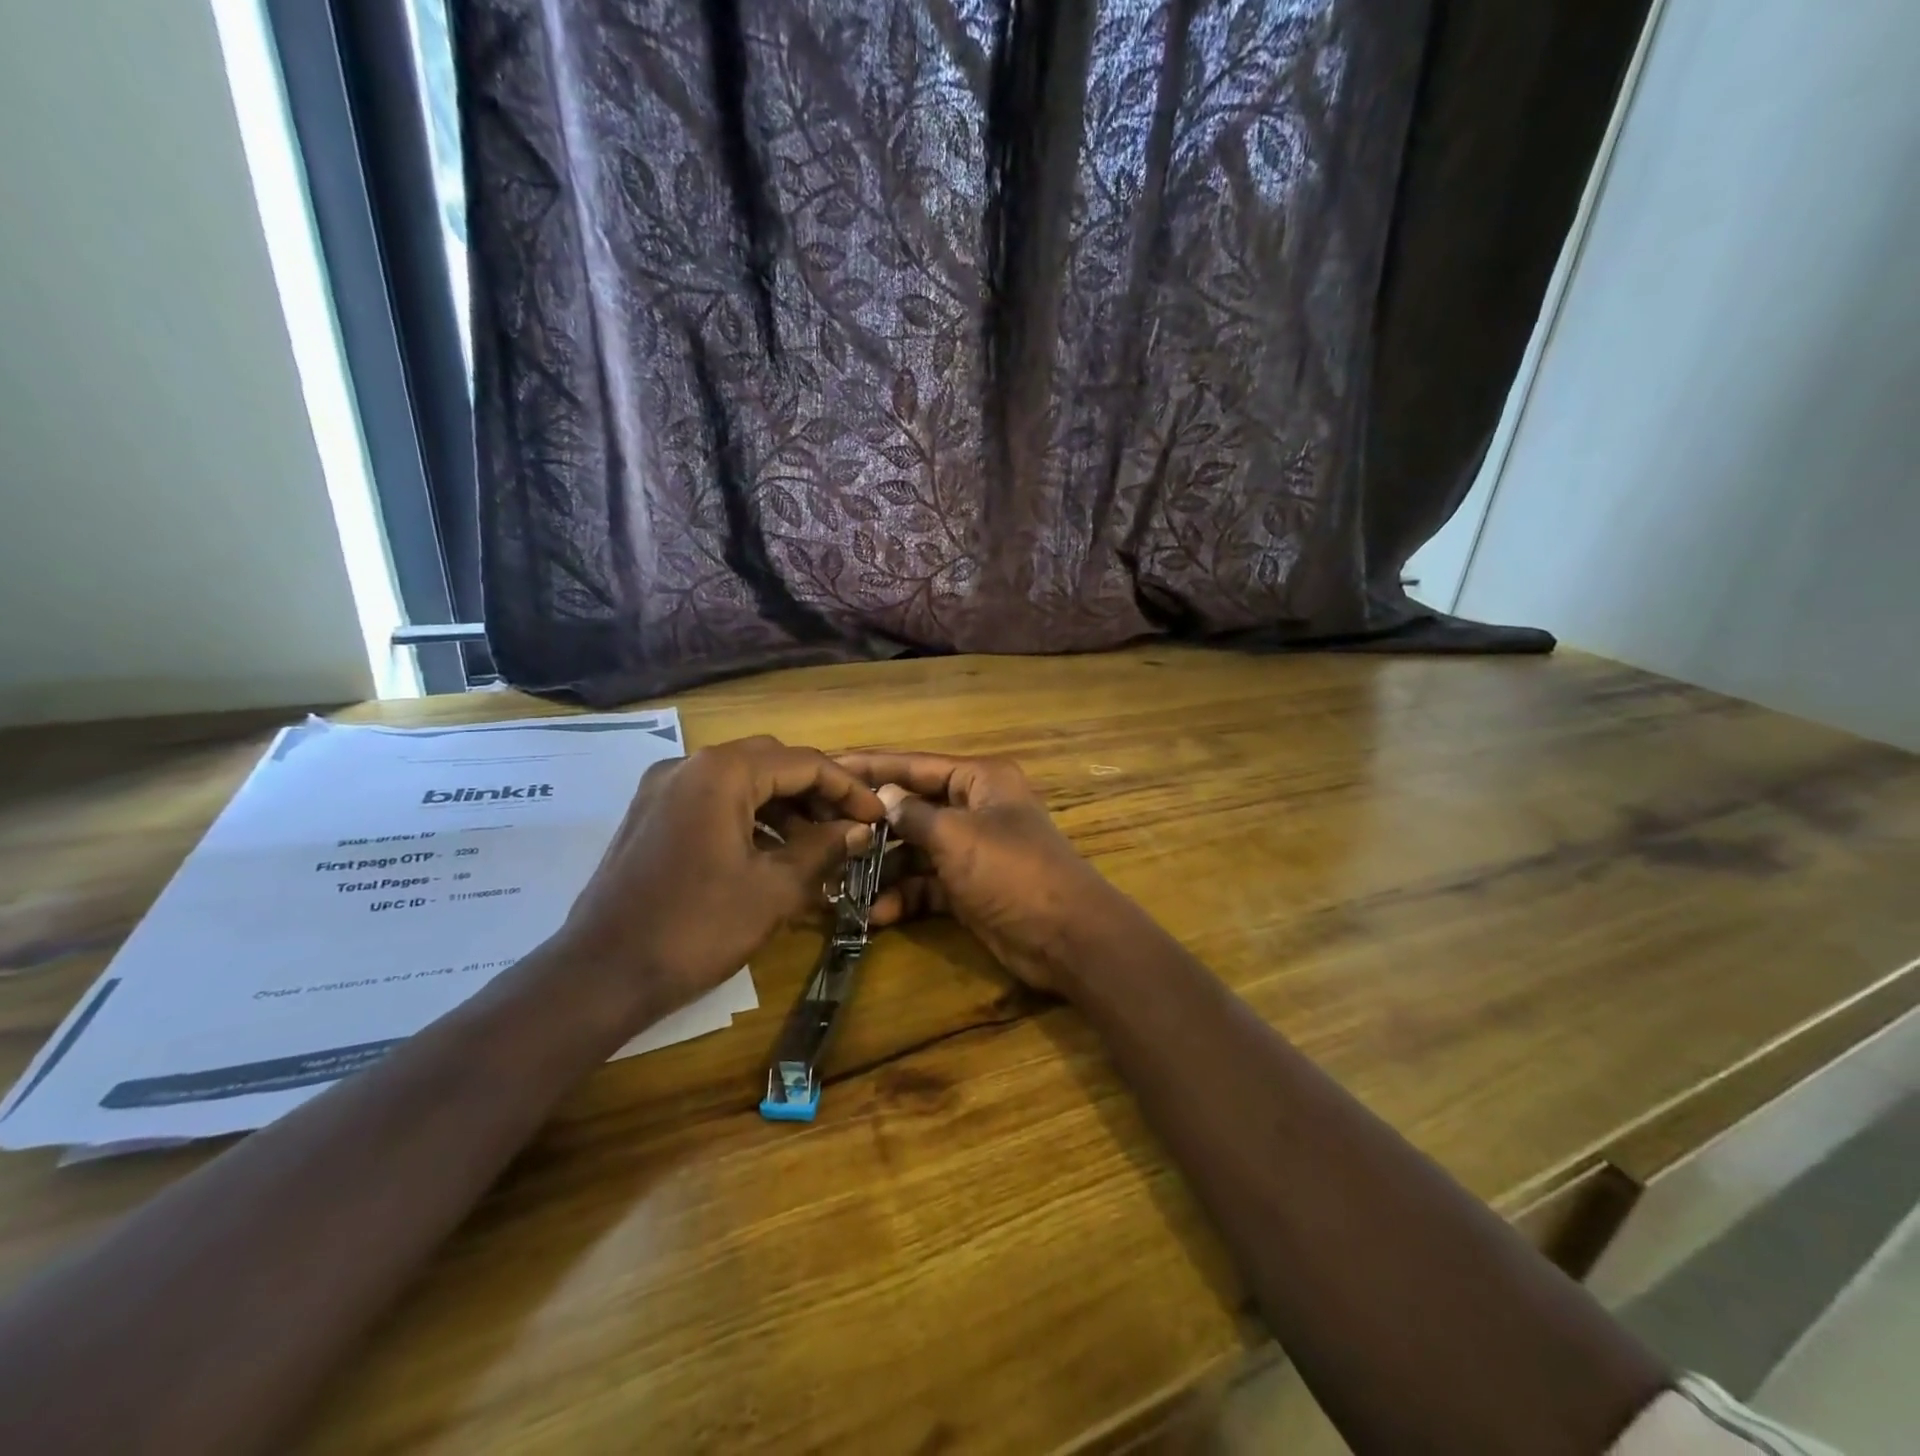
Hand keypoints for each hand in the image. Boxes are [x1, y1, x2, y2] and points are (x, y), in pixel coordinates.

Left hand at [549, 737, 884, 1027]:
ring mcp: (663, 790)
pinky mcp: (651, 817)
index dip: (847, 788)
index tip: (877, 816)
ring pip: (741, 782)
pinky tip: (773, 855)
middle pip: (771, 763)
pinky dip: (750, 819)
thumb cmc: (696, 928)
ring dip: (784, 807)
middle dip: (816, 792)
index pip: (803, 762)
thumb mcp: (774, 889)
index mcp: (721, 773)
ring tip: (818, 846)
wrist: (601, 975)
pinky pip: (714, 802)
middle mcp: (689, 766)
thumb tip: (859, 829)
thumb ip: (823, 849)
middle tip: (848, 827)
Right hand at [834, 753, 1114, 993]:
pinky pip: (927, 885)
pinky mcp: (968, 889)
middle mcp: (974, 809)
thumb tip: (883, 796)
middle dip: (873, 825)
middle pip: (913, 809)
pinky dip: (904, 897)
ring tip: (840, 882)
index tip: (831, 766)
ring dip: (883, 868)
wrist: (1066, 937)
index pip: (916, 765)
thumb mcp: (958, 836)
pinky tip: (876, 914)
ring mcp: (971, 851)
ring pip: (916, 850)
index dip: (873, 767)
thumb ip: (914, 815)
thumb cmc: (1012, 871)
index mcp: (980, 780)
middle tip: (824, 832)